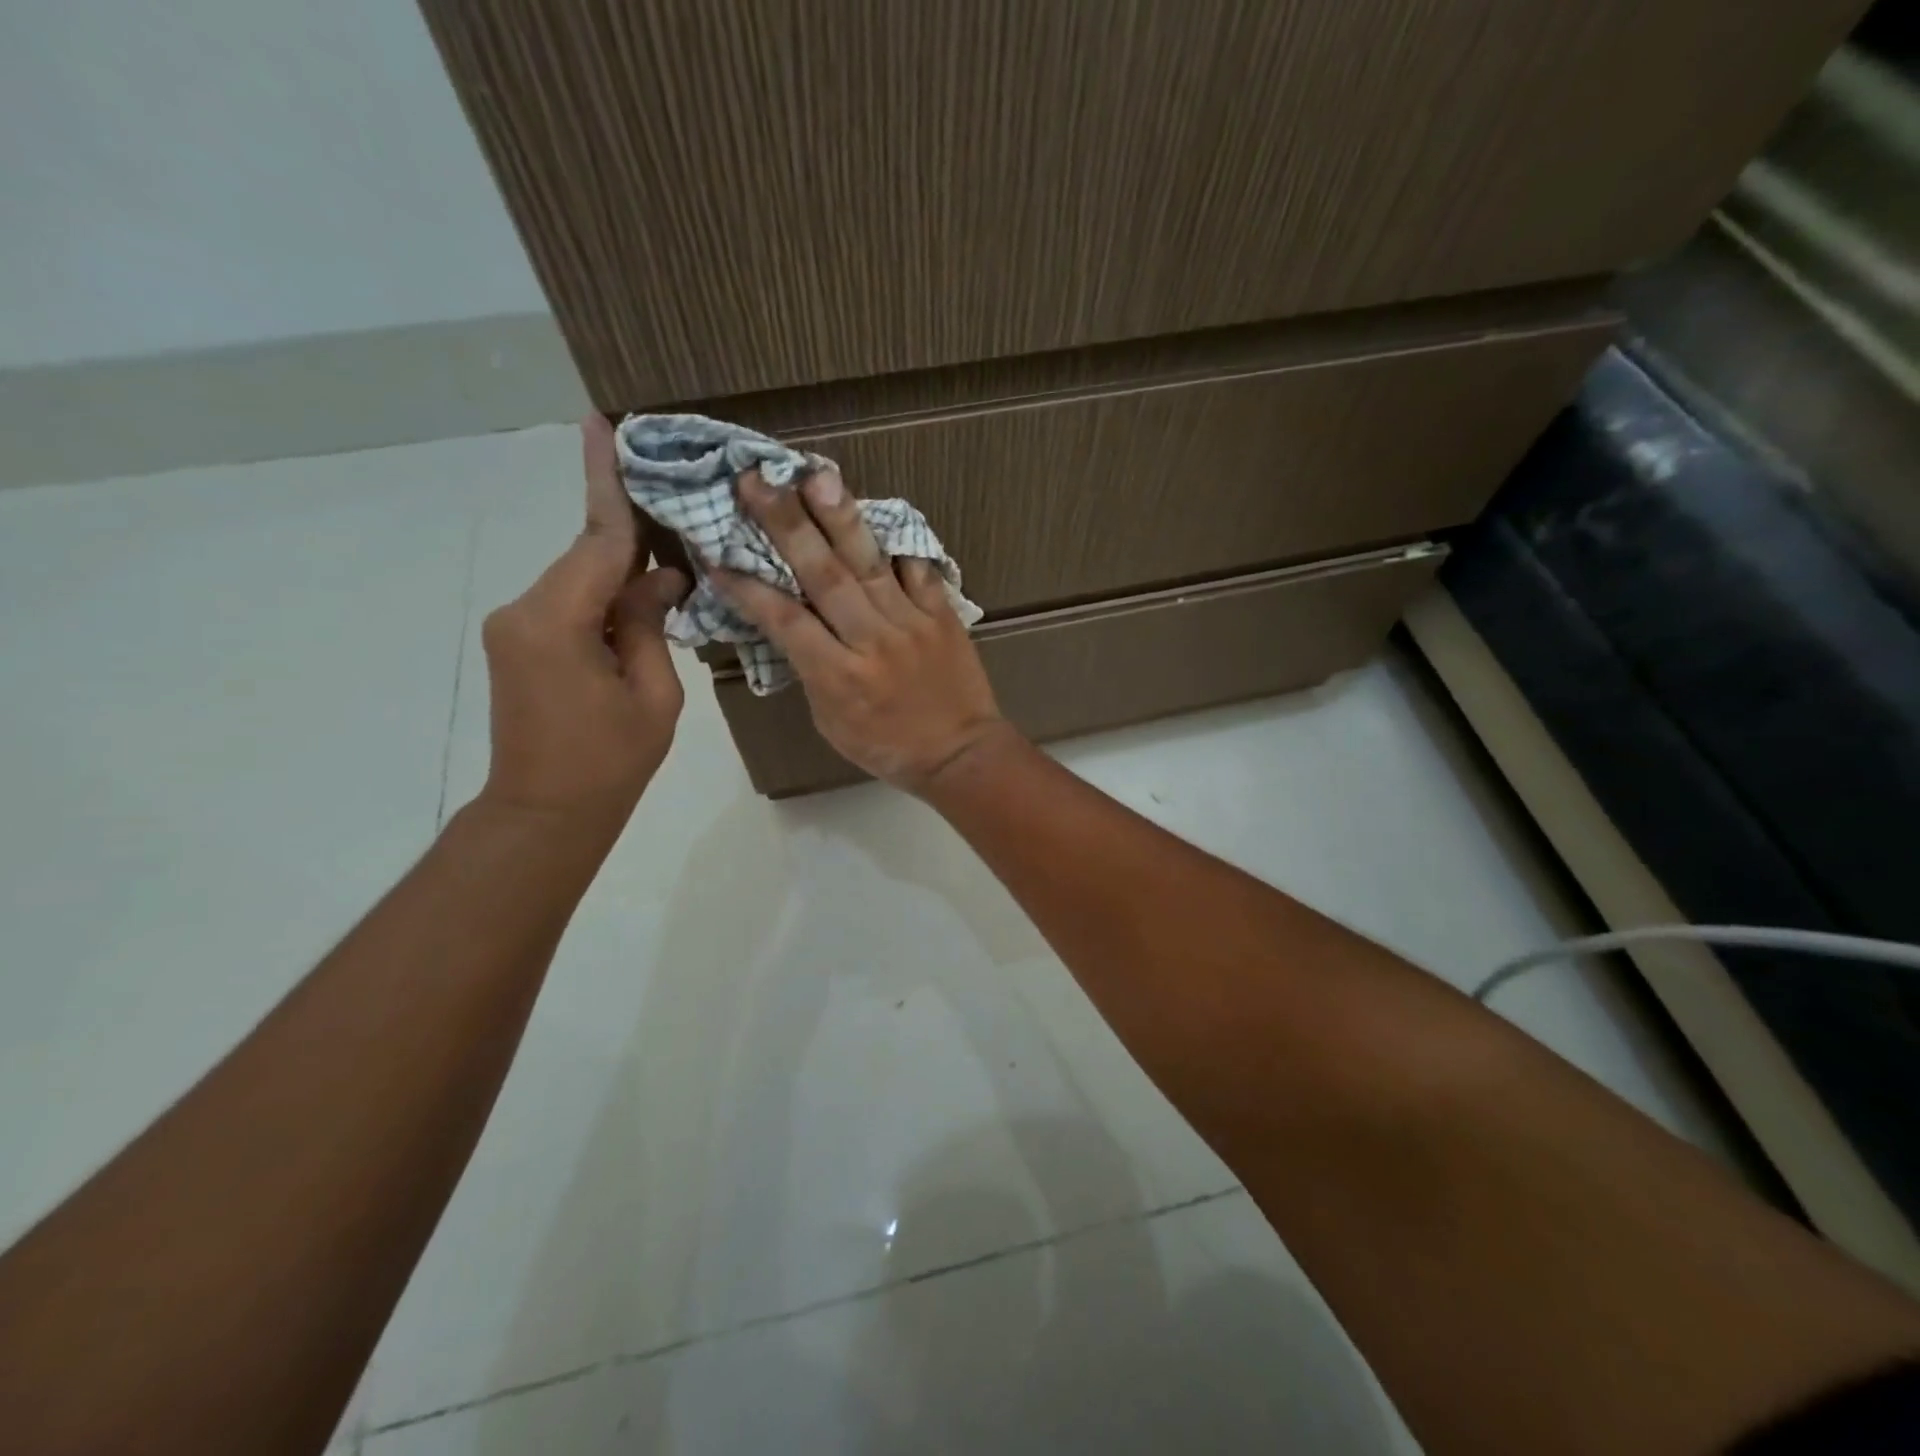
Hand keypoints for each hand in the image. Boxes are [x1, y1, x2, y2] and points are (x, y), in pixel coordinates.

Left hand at [477, 416, 689, 832]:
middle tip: (675, 496)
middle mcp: (525, 610)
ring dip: (623, 570)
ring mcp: (517, 625)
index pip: (596, 539)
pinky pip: (570, 601)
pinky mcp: (520, 642)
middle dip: (631, 531)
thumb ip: (652, 625)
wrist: (545, 813)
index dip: (607, 481)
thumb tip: (660, 577)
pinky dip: (607, 596)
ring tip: (675, 560)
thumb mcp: (653, 695)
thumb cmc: (608, 761)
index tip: (602, 422)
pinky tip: (644, 599)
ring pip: (580, 578)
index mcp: (557, 621)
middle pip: (587, 554)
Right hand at [713, 467, 1012, 792]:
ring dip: (840, 518)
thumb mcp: (831, 723)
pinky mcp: (942, 615)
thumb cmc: (887, 747)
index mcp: (838, 677)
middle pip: (824, 577)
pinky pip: (918, 571)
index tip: (716, 553)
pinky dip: (898, 543)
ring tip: (816, 476)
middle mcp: (872, 642)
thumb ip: (811, 671)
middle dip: (787, 526)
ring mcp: (911, 624)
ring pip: (869, 564)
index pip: (786, 621)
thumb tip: (790, 624)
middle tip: (757, 481)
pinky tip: (876, 511)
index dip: (749, 587)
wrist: (962, 754)